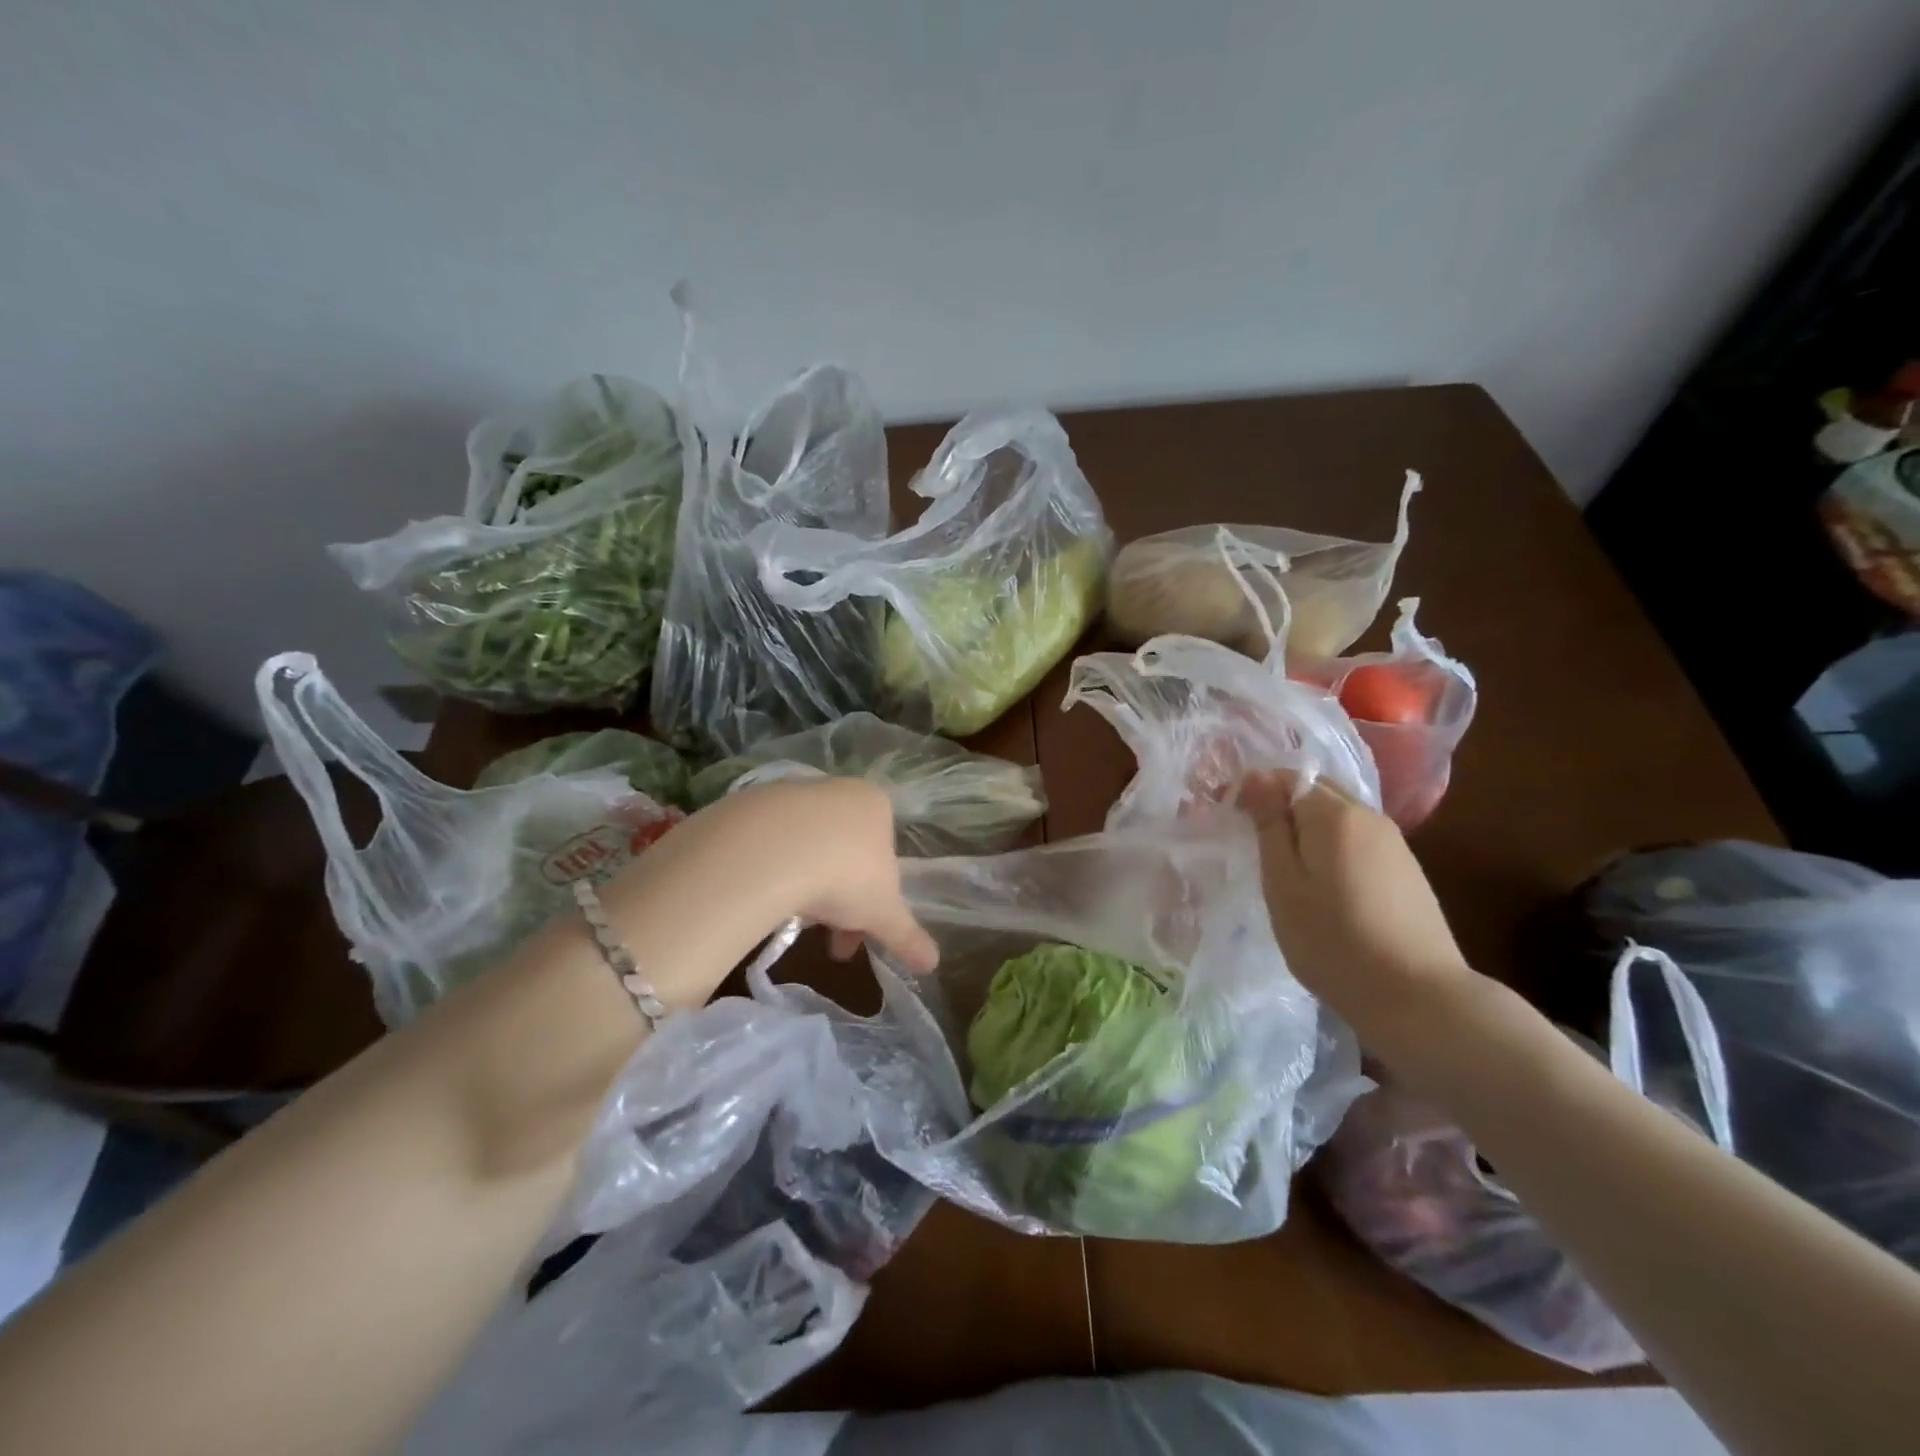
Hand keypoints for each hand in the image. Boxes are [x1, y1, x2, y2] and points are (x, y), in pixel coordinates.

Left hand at [601, 778, 936, 1000]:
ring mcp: (790, 792)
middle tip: (827, 940)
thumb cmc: (844, 876)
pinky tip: (762, 895)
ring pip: (806, 846)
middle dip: (839, 899)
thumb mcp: (883, 914)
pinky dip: (770, 869)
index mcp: (876, 805)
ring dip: (804, 884)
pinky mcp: (749, 803)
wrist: (769, 851)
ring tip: (791, 922)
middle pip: (844, 849)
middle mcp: (836, 789)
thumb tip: (933, 964)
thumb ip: (908, 937)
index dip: (876, 897)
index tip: (861, 930)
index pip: (885, 851)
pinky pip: (767, 843)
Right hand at [1235, 769, 1477, 1042]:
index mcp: (1334, 814)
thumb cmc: (1333, 940)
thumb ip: (1269, 826)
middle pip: (1316, 793)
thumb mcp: (1283, 884)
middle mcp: (1369, 816)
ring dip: (1307, 830)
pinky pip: (1357, 841)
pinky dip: (1332, 850)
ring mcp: (1394, 843)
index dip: (1254, 792)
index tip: (1231, 821)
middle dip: (1281, 808)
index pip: (1285, 778)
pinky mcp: (1406, 870)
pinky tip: (1324, 887)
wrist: (1417, 997)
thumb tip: (1256, 777)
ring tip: (1286, 870)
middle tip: (1254, 845)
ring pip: (1337, 818)